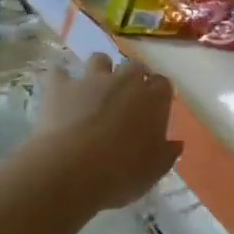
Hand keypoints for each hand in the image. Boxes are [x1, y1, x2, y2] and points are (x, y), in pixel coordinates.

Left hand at [32, 54, 181, 209]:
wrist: (72, 169)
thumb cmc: (120, 174)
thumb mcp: (153, 172)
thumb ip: (166, 154)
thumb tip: (175, 144)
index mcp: (153, 100)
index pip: (163, 84)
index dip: (158, 94)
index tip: (154, 108)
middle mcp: (124, 81)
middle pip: (134, 67)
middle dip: (132, 78)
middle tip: (126, 99)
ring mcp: (91, 79)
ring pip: (99, 59)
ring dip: (100, 70)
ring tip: (94, 89)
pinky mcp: (60, 85)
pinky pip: (59, 72)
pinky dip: (60, 79)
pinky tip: (59, 91)